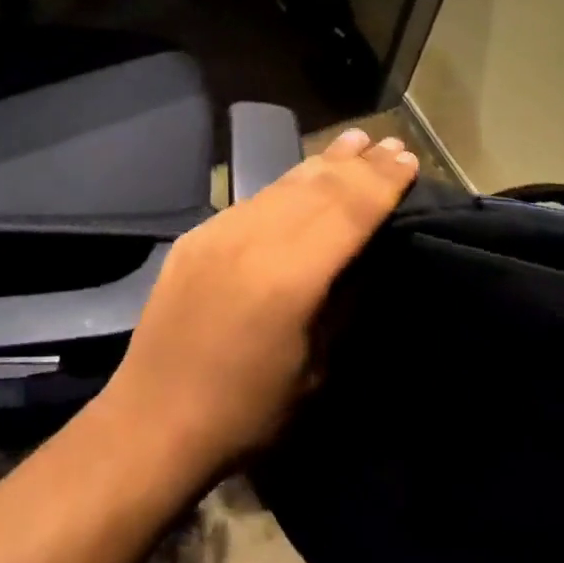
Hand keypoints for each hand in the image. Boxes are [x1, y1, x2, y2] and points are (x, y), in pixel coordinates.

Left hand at [101, 128, 417, 486]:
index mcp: (288, 275)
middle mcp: (252, 238)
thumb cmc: (246, 412)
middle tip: (389, 143)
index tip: (409, 159)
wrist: (153, 419)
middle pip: (317, 188)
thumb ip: (341, 303)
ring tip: (353, 143)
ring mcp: (219, 231)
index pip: (348, 211)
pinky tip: (302, 179)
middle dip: (358, 164)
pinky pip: (252, 200)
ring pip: (282, 185)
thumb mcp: (315, 369)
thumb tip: (364, 257)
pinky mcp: (197, 235)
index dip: (381, 183)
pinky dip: (286, 185)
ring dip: (322, 164)